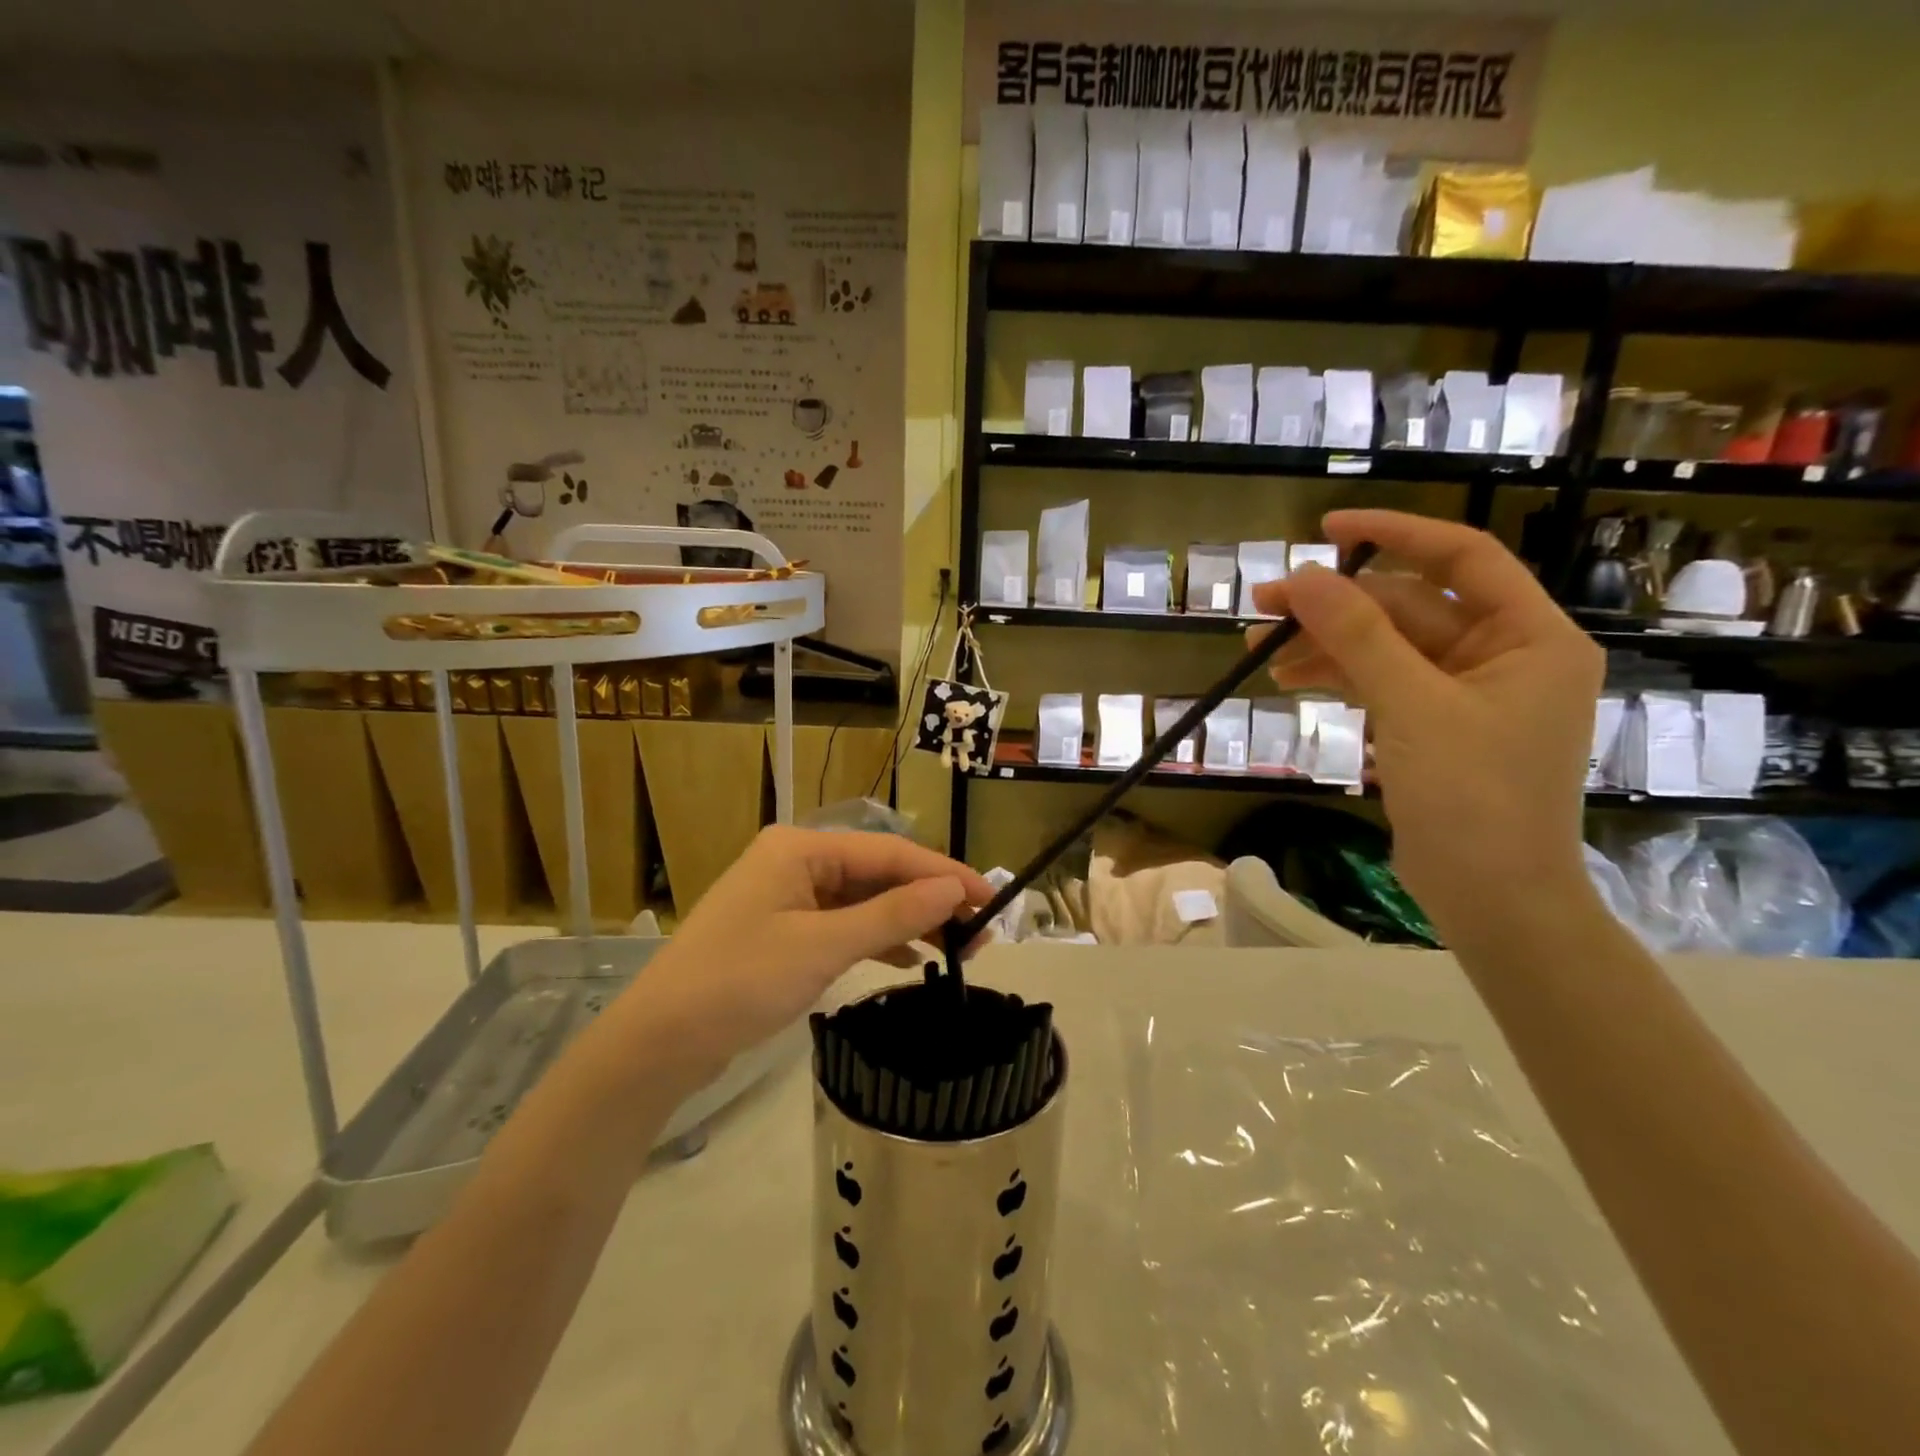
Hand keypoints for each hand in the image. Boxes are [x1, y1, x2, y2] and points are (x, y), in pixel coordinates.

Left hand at [603, 827, 992, 1080]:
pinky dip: (877, 938)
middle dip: (928, 900)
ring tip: (957, 948)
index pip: (889, 852)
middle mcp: (796, 861)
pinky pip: (844, 923)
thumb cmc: (739, 982)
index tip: (990, 897)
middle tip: (980, 932)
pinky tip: (909, 957)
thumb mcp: (822, 947)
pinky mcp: (784, 930)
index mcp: (801, 848)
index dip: (943, 873)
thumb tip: (953, 889)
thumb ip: (892, 915)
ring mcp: (788, 896)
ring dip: (908, 921)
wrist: (659, 1042)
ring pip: (864, 900)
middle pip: (878, 874)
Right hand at [1247, 509, 1602, 942]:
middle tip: (1263, 604)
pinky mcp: (1435, 726)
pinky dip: (1338, 677)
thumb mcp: (1413, 707)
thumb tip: (1301, 577)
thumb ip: (1359, 636)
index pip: (1463, 557)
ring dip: (1326, 644)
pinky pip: (1383, 682)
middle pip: (1410, 606)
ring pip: (1387, 647)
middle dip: (1336, 605)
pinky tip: (1291, 679)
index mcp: (1530, 636)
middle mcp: (1504, 655)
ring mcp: (1468, 694)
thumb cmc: (1474, 797)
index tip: (1326, 529)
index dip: (1395, 533)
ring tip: (1259, 649)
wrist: (1491, 897)